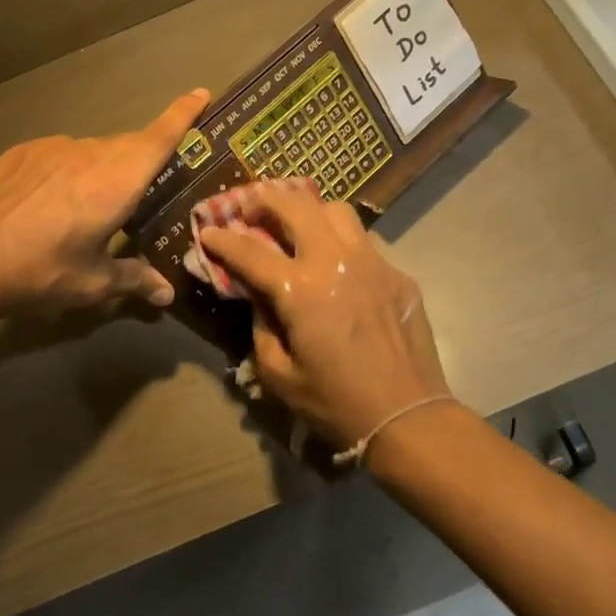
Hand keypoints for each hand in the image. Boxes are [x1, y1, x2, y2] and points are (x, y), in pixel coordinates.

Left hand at [0, 89, 210, 317]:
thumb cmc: (41, 271)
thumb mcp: (93, 282)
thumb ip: (134, 280)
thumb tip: (166, 294)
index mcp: (118, 181)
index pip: (160, 137)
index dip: (184, 114)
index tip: (201, 93)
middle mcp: (89, 153)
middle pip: (128, 147)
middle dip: (140, 164)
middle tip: (139, 194)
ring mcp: (51, 148)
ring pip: (91, 152)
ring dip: (100, 171)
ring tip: (85, 209)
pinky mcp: (20, 153)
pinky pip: (58, 156)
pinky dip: (65, 172)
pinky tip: (45, 203)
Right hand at [198, 183, 452, 449]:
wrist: (408, 416)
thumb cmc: (336, 403)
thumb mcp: (279, 375)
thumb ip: (261, 327)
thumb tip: (260, 298)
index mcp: (301, 289)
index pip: (250, 251)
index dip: (223, 239)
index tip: (207, 230)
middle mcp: (335, 261)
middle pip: (296, 205)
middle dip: (265, 199)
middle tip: (250, 208)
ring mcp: (372, 262)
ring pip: (336, 210)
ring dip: (309, 211)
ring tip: (296, 226)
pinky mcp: (397, 273)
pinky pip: (364, 241)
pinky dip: (340, 241)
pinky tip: (336, 264)